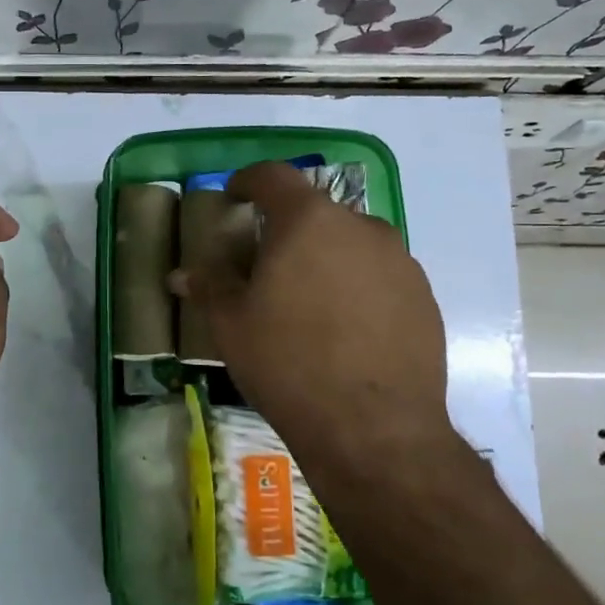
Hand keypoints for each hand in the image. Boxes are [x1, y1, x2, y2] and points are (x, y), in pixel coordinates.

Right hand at [174, 160, 455, 487]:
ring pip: (351, 244)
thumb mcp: (231, 325)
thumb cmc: (288, 364)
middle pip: (315, 212)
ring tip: (307, 304)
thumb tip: (181, 274)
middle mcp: (361, 227)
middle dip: (287, 230)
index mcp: (308, 221)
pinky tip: (344, 331)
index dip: (248, 180)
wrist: (374, 428)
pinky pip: (380, 276)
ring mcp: (400, 261)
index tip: (234, 198)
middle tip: (266, 267)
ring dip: (325, 259)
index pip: (274, 176)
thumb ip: (209, 286)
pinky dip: (357, 287)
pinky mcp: (424, 297)